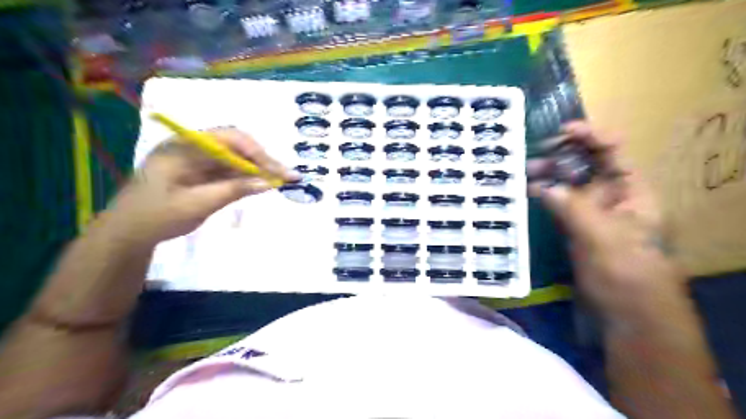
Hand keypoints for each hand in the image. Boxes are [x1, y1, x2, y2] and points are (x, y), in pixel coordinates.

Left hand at [105, 125, 302, 242]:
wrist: (128, 232)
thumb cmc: (156, 217)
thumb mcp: (197, 205)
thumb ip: (234, 191)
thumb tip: (268, 183)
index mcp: (184, 146)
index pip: (229, 139)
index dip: (257, 153)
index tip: (278, 171)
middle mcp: (193, 146)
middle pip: (236, 145)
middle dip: (263, 159)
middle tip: (287, 175)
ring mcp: (197, 159)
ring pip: (236, 157)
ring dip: (258, 168)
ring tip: (281, 180)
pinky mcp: (202, 172)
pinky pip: (230, 169)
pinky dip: (247, 177)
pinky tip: (261, 184)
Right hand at [530, 122, 679, 326]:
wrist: (625, 316)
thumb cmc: (625, 273)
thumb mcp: (602, 236)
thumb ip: (572, 207)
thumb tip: (542, 186)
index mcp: (631, 192)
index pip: (613, 153)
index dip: (590, 137)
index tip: (562, 131)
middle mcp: (611, 198)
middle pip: (587, 165)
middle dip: (562, 155)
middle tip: (533, 154)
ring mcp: (590, 214)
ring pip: (568, 185)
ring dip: (548, 176)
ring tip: (523, 172)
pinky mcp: (574, 229)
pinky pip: (558, 205)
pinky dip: (543, 197)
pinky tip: (526, 192)